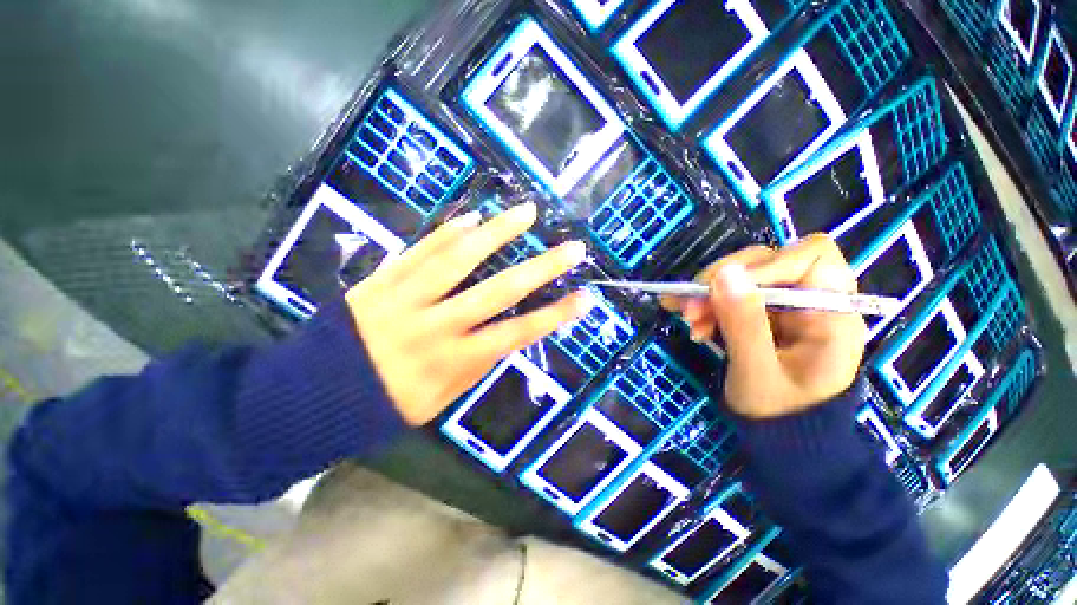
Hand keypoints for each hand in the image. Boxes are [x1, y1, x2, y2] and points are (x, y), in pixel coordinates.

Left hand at [345, 203, 589, 425]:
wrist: (309, 397)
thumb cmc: (384, 406)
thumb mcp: (439, 400)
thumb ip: (475, 364)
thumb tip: (506, 335)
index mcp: (451, 362)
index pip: (517, 334)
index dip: (555, 316)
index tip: (585, 298)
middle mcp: (435, 326)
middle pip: (497, 291)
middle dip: (541, 268)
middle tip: (572, 249)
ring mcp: (405, 298)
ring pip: (458, 259)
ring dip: (496, 233)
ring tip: (526, 213)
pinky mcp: (380, 281)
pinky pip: (418, 250)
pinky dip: (446, 232)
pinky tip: (472, 217)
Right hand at [663, 235, 866, 418]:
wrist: (780, 438)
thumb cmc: (778, 415)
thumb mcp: (757, 373)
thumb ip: (744, 324)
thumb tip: (724, 274)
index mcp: (832, 315)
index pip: (811, 257)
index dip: (765, 265)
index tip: (723, 289)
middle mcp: (812, 301)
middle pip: (768, 261)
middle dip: (723, 282)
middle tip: (690, 309)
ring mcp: (785, 306)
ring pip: (742, 276)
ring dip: (709, 294)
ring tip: (688, 321)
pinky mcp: (763, 312)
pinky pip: (731, 293)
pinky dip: (707, 303)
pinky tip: (691, 321)